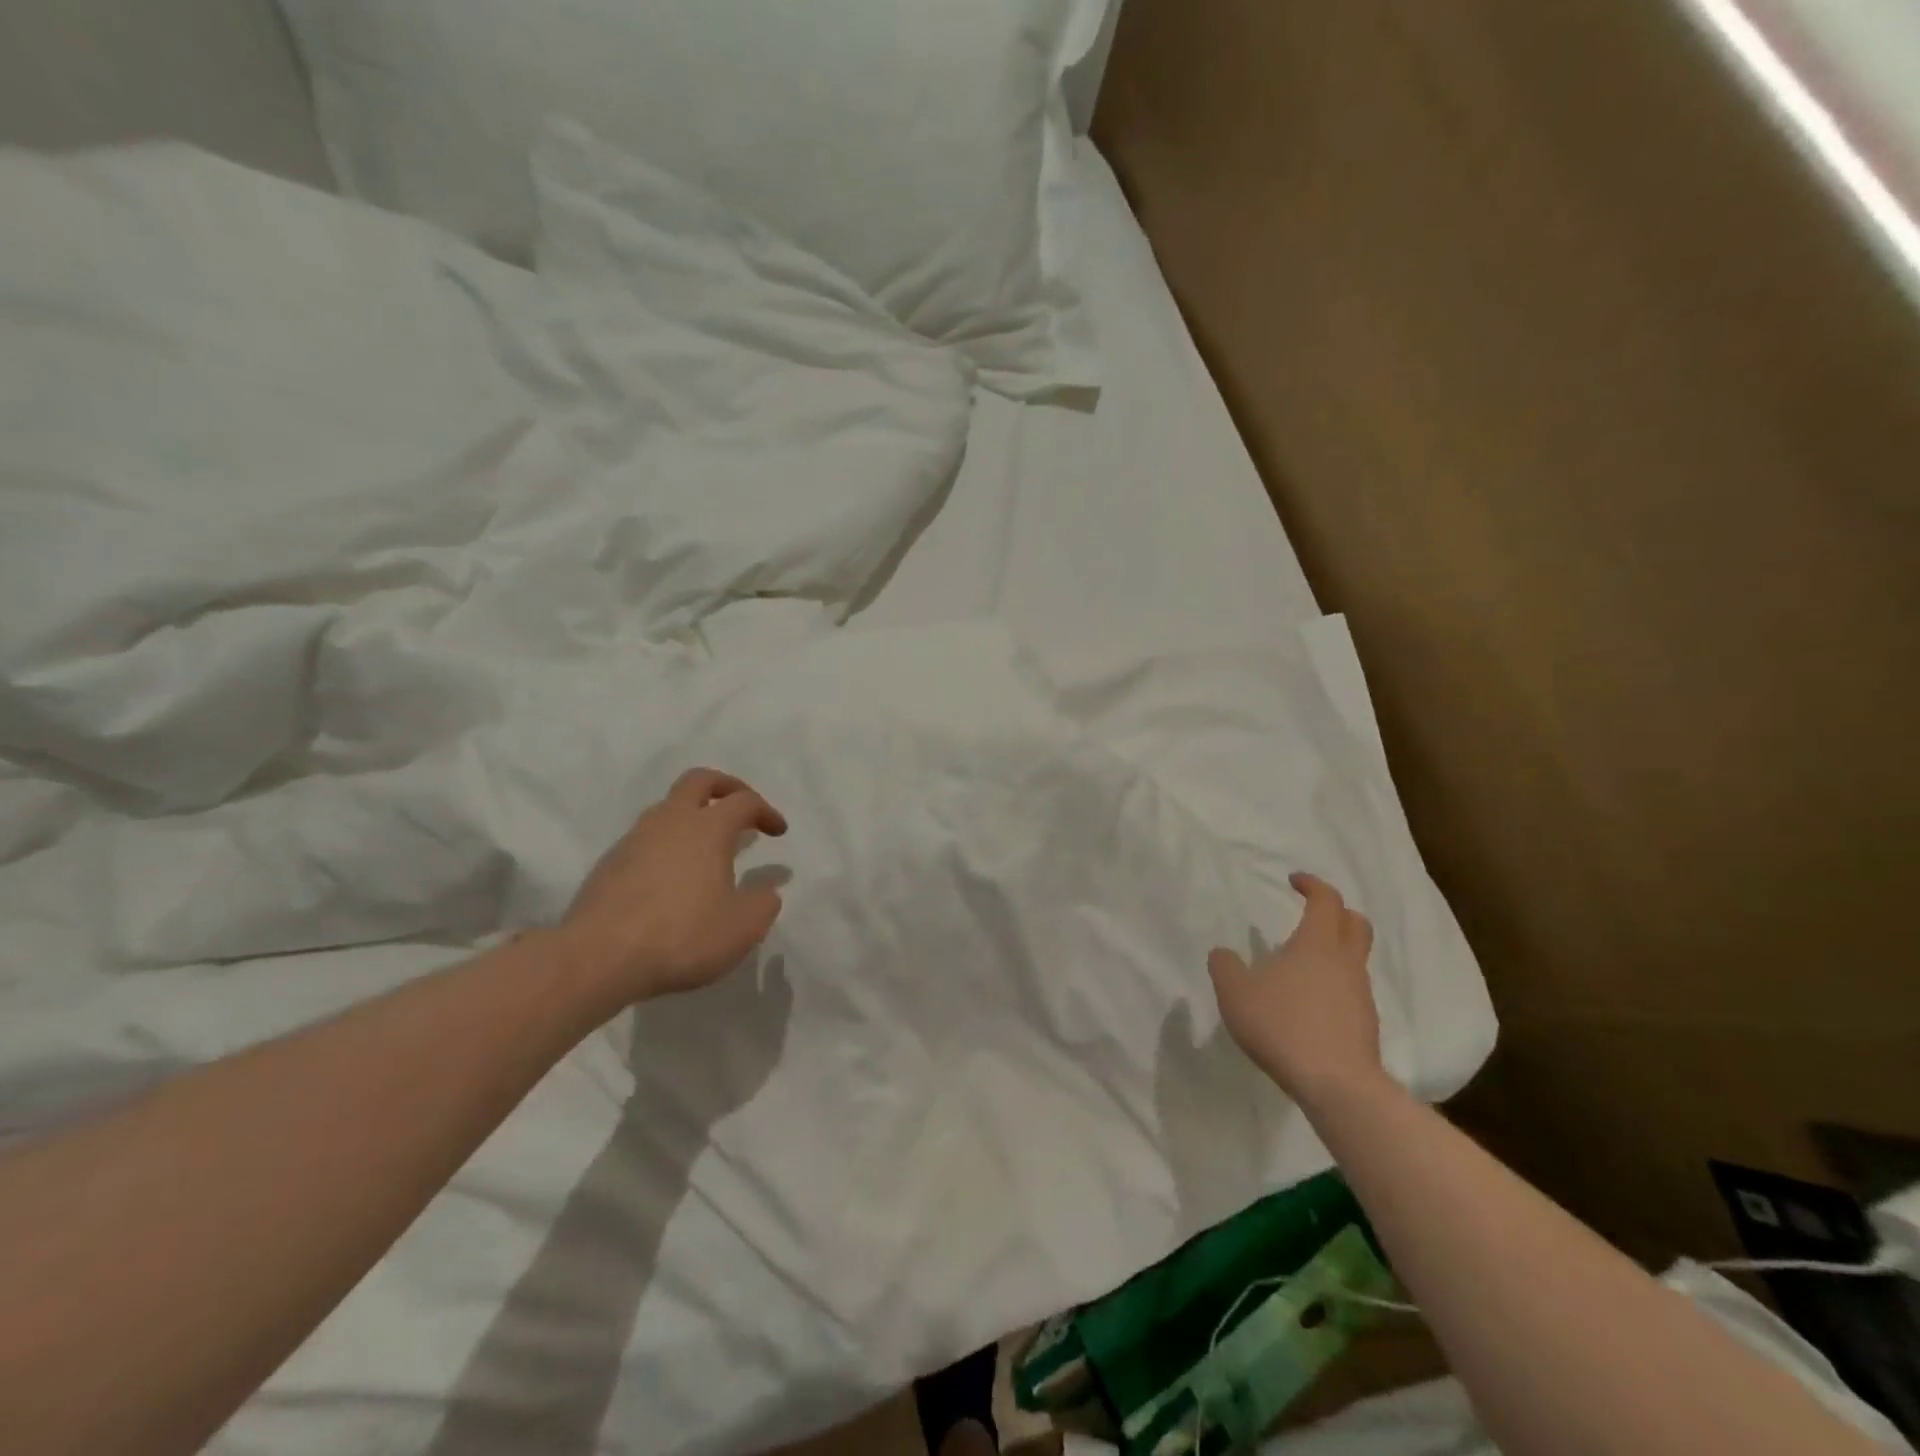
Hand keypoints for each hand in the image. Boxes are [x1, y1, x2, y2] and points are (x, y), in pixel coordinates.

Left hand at [557, 768, 787, 1005]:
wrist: (598, 958)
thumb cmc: (682, 936)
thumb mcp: (742, 928)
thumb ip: (763, 903)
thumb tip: (768, 890)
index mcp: (708, 828)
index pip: (744, 801)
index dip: (766, 812)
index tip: (778, 832)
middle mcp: (670, 822)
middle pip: (699, 781)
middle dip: (726, 787)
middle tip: (741, 807)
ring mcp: (634, 840)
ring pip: (668, 808)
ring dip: (693, 816)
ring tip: (708, 848)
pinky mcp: (610, 864)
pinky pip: (646, 839)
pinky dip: (667, 844)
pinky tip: (673, 878)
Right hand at [1208, 872, 1385, 1105]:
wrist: (1336, 1084)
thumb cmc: (1282, 1024)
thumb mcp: (1235, 991)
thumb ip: (1225, 966)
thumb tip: (1223, 953)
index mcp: (1317, 943)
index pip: (1326, 900)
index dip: (1312, 885)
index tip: (1293, 881)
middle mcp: (1345, 962)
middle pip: (1355, 923)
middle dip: (1336, 912)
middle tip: (1312, 913)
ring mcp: (1361, 994)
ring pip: (1354, 959)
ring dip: (1333, 951)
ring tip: (1300, 965)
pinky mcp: (1365, 1025)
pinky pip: (1351, 990)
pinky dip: (1333, 985)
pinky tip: (1309, 1003)